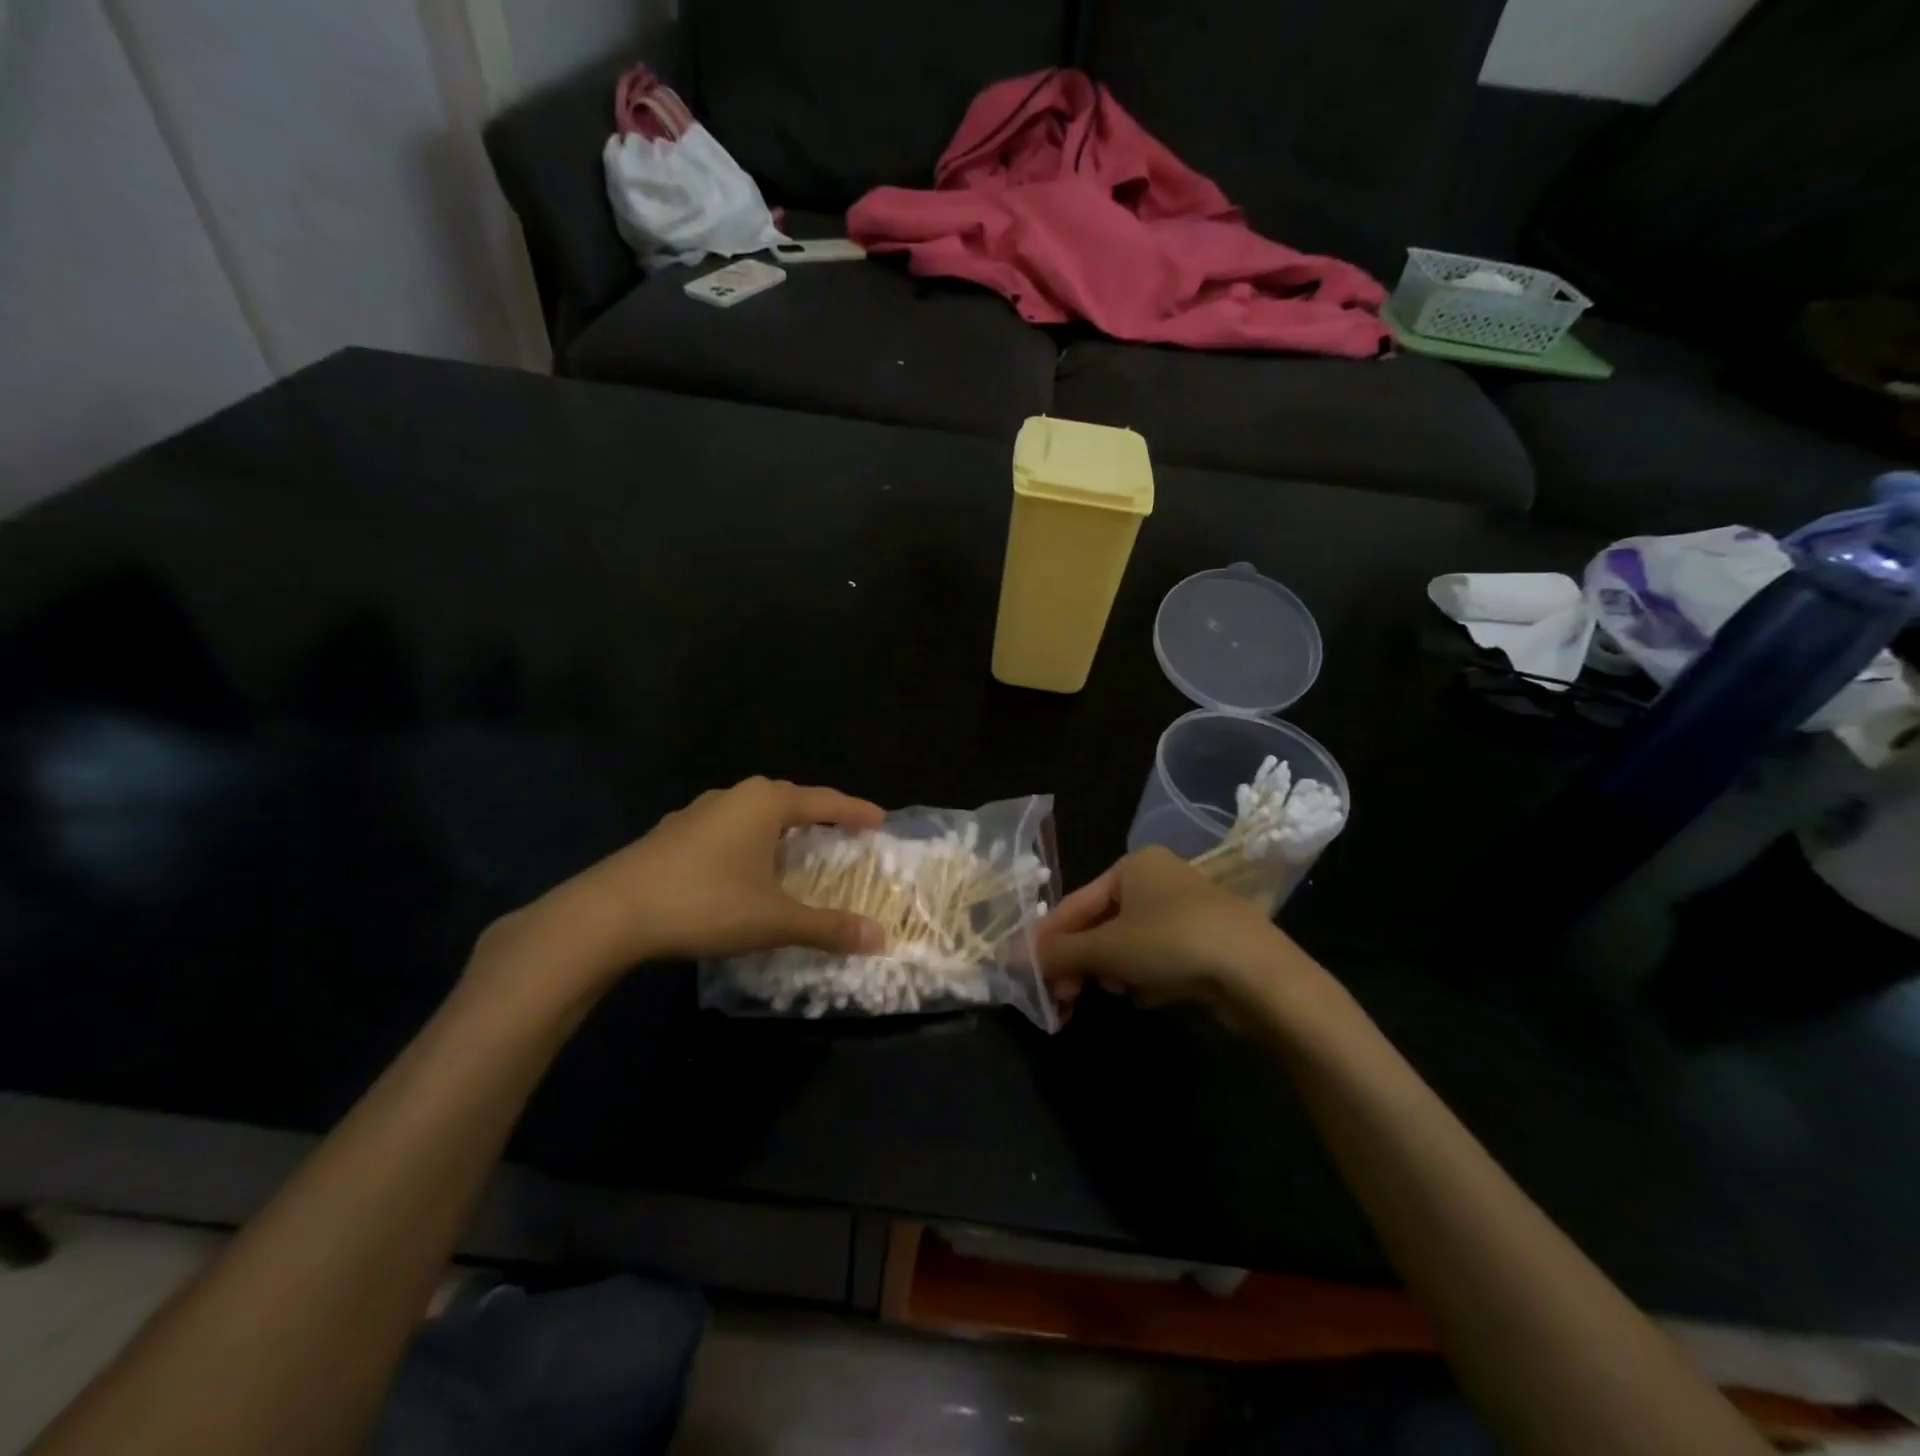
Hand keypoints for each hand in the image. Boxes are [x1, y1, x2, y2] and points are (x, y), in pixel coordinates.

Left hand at [471, 777, 886, 998]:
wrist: (609, 913)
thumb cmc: (705, 903)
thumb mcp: (774, 919)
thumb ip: (828, 927)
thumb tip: (879, 937)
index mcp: (766, 803)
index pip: (825, 802)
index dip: (855, 812)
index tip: (881, 819)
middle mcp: (734, 796)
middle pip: (789, 800)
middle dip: (818, 816)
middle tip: (843, 834)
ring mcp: (698, 811)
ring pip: (753, 813)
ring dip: (779, 828)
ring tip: (796, 847)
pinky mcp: (672, 833)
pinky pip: (726, 828)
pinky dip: (748, 841)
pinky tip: (742, 866)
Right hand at [1038, 847, 1317, 1023]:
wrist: (1262, 975)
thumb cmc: (1174, 944)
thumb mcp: (1107, 948)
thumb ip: (1059, 953)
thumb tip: (1011, 959)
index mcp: (1134, 865)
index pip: (1076, 903)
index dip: (1049, 940)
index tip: (1028, 974)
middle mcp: (1160, 879)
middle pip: (1103, 925)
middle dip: (1085, 962)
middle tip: (1065, 998)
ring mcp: (1187, 910)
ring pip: (1131, 946)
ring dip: (1118, 972)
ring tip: (1124, 992)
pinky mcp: (1208, 942)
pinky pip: (1160, 959)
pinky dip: (1150, 978)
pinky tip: (1155, 995)